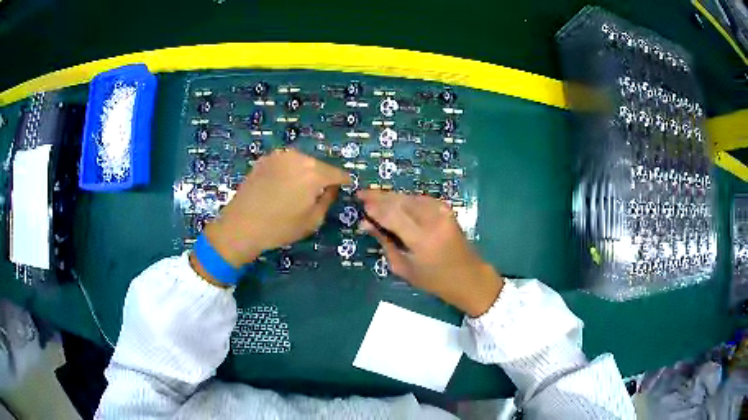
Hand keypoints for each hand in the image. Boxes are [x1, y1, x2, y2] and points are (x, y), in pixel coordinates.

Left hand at [200, 149, 348, 268]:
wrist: (241, 225)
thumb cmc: (279, 227)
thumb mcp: (312, 221)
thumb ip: (328, 200)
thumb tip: (331, 188)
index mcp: (314, 172)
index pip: (338, 173)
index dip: (344, 182)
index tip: (345, 189)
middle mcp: (298, 157)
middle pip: (319, 165)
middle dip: (322, 177)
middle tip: (318, 194)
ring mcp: (279, 155)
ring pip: (301, 161)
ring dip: (304, 173)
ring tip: (297, 191)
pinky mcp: (265, 159)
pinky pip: (285, 162)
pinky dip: (288, 171)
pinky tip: (281, 187)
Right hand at [357, 190, 503, 316]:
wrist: (467, 276)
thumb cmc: (433, 280)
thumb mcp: (403, 268)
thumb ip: (384, 242)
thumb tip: (365, 223)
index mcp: (422, 239)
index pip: (392, 215)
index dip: (375, 207)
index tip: (360, 202)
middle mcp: (432, 220)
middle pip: (400, 201)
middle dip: (380, 196)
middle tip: (361, 194)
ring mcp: (442, 211)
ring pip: (409, 197)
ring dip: (391, 196)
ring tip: (373, 196)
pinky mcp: (446, 209)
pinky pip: (420, 199)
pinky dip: (405, 199)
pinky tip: (393, 200)